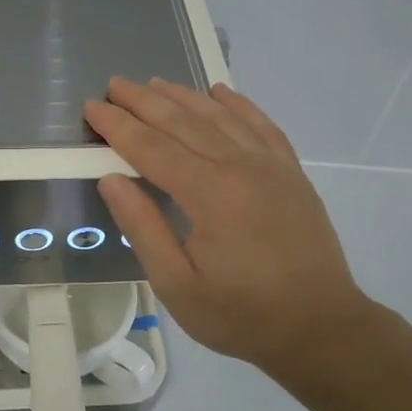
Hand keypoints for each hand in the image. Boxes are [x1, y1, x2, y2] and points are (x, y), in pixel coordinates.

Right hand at [84, 77, 373, 376]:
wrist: (320, 327)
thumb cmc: (241, 315)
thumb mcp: (177, 285)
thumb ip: (143, 228)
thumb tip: (111, 179)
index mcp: (210, 195)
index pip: (151, 148)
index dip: (118, 126)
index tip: (90, 107)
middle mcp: (241, 167)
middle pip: (183, 122)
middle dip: (144, 102)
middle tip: (113, 85)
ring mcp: (272, 166)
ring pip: (220, 116)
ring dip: (183, 96)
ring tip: (153, 84)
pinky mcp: (292, 173)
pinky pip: (261, 125)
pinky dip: (237, 104)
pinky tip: (219, 92)